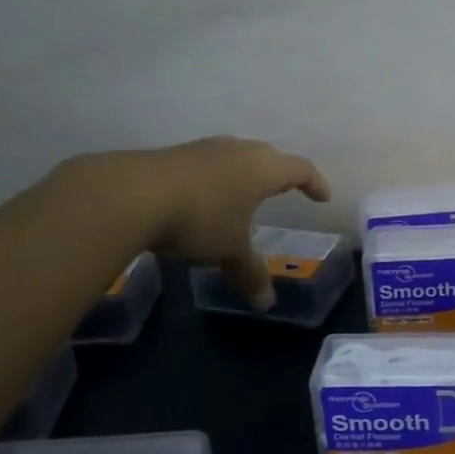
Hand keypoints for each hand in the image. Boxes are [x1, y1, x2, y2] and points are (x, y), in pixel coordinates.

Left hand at [62, 138, 329, 308]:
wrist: (132, 194)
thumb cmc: (200, 219)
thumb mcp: (229, 250)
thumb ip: (250, 273)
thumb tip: (267, 304)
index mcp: (263, 168)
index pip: (300, 169)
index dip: (314, 183)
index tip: (322, 196)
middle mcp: (238, 151)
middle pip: (268, 157)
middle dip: (278, 175)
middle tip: (283, 191)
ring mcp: (204, 149)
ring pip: (234, 157)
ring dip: (242, 175)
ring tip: (241, 195)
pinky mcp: (173, 155)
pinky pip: (206, 165)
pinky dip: (213, 181)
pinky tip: (201, 198)